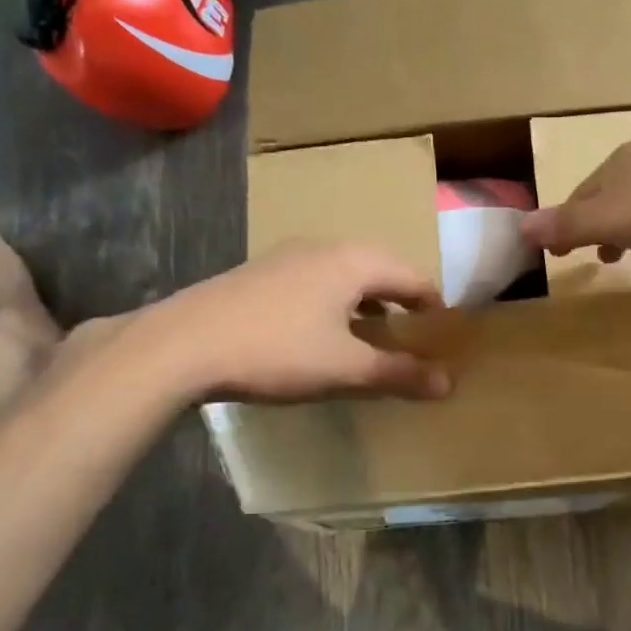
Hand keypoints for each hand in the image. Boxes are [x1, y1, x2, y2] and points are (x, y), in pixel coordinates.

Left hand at [171, 240, 450, 403]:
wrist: (181, 345)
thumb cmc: (277, 351)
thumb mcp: (346, 369)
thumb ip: (400, 374)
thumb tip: (449, 382)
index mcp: (354, 262)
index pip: (413, 277)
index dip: (435, 305)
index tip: (446, 334)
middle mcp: (324, 248)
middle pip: (379, 269)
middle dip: (402, 300)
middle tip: (414, 333)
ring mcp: (286, 257)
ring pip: (344, 274)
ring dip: (367, 301)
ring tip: (373, 334)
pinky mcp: (259, 274)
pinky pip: (315, 282)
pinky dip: (335, 303)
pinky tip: (322, 333)